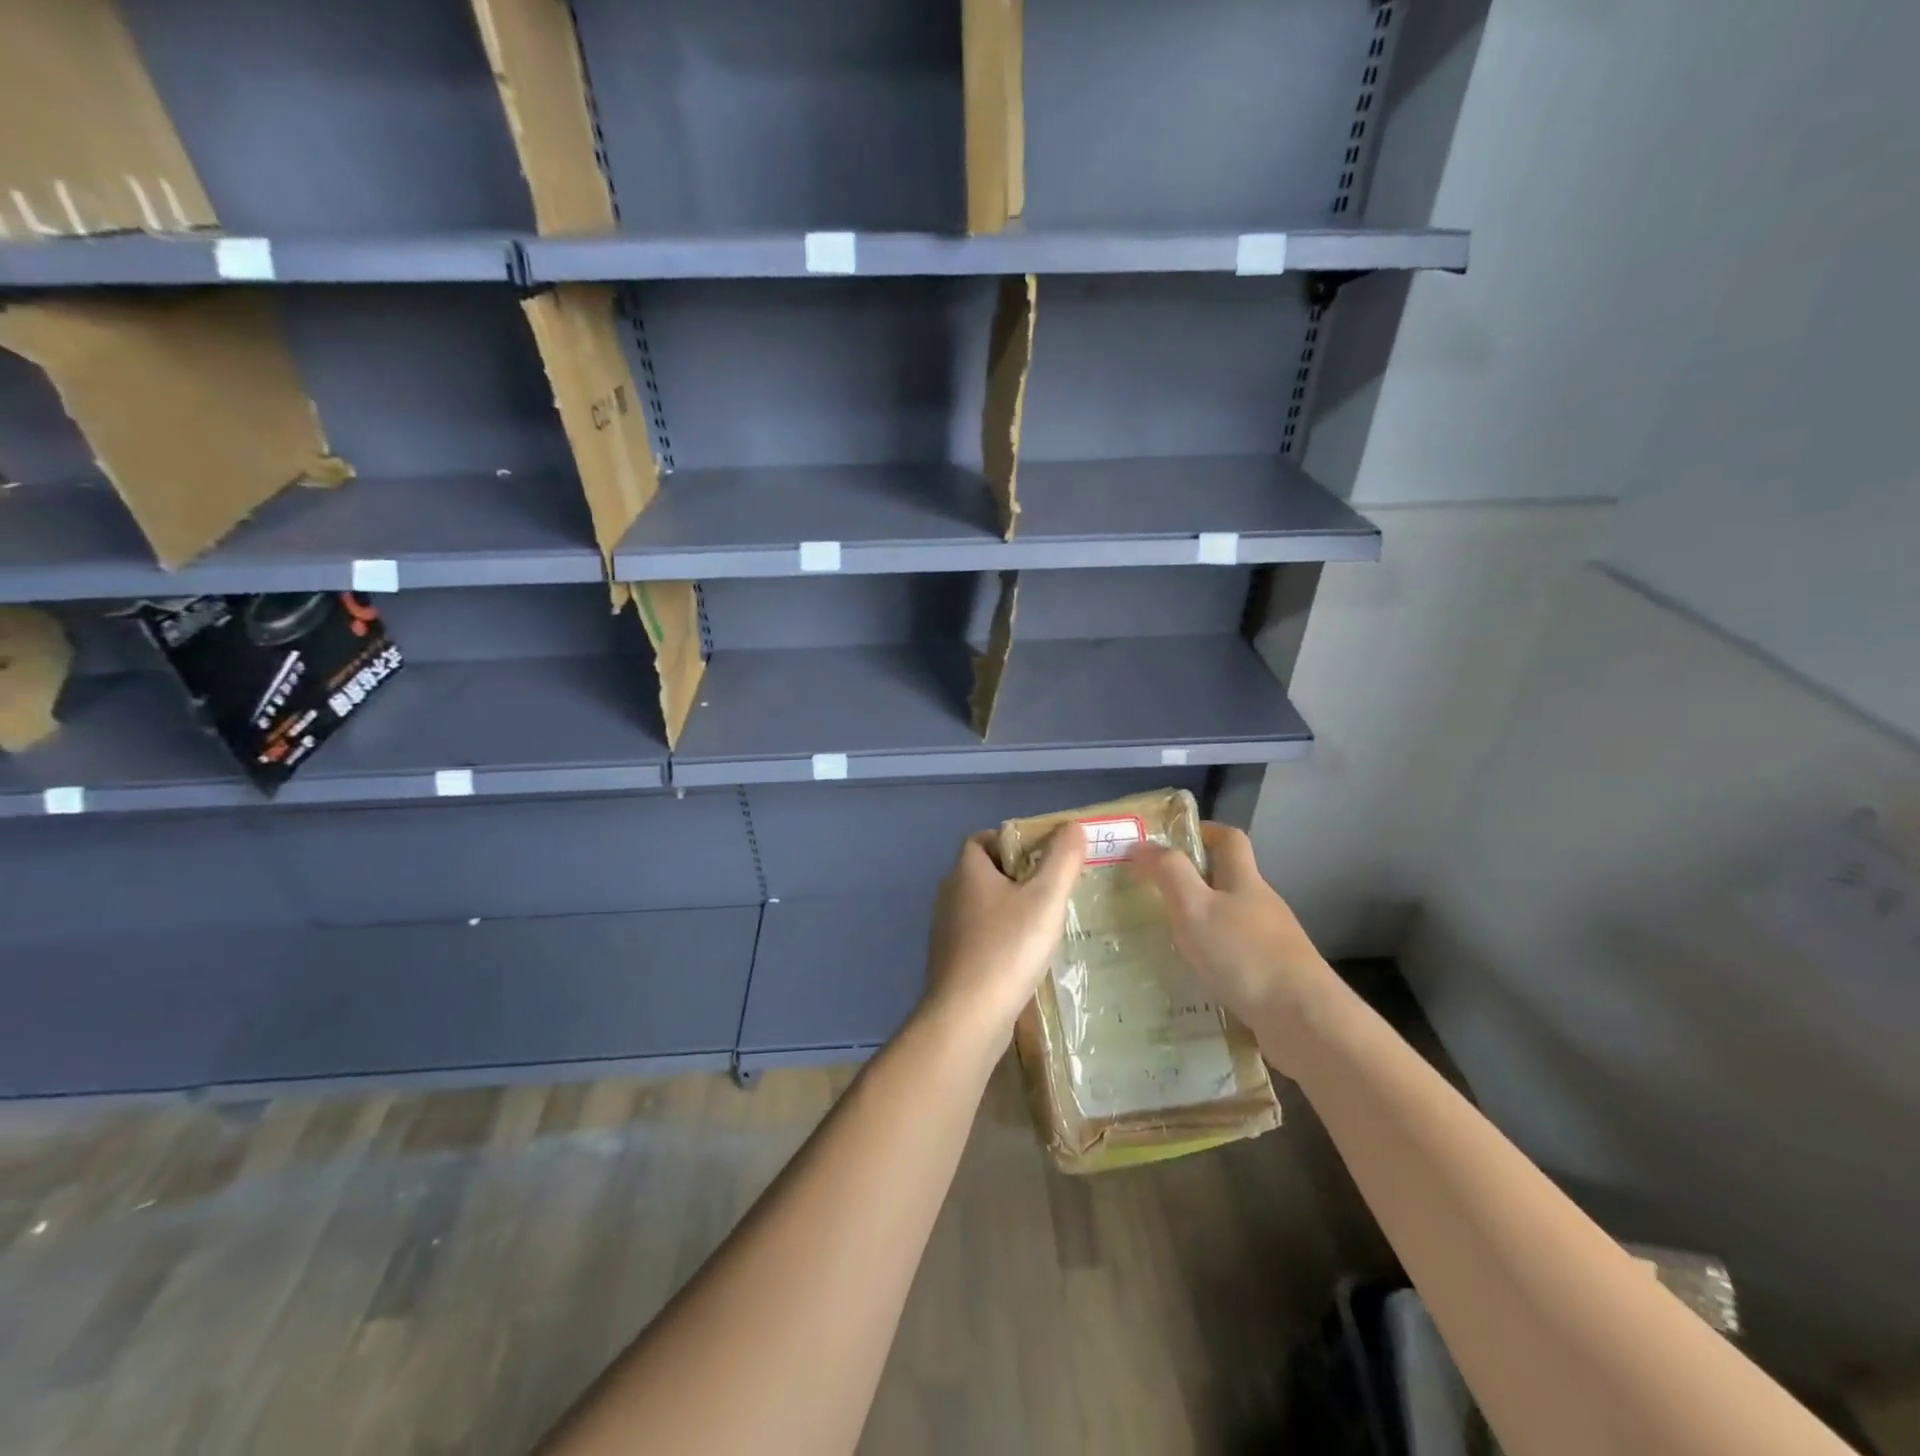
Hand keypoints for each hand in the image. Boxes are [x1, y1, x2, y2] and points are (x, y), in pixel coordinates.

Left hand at [919, 824, 1085, 1060]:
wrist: (967, 1017)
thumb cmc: (1007, 948)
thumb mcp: (1045, 899)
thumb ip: (1062, 860)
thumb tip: (1073, 826)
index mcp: (966, 872)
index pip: (981, 839)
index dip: (1010, 840)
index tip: (1042, 855)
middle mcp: (950, 895)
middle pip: (982, 872)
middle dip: (1015, 876)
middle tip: (1052, 888)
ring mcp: (946, 931)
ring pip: (981, 907)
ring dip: (1008, 909)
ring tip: (1044, 922)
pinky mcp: (951, 962)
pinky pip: (979, 937)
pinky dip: (1000, 938)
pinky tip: (1024, 957)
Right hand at [1128, 823, 1335, 1059]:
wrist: (1304, 1020)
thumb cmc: (1244, 955)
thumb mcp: (1195, 907)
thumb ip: (1169, 873)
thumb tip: (1142, 845)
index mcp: (1245, 881)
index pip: (1230, 839)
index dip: (1203, 831)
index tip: (1170, 840)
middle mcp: (1262, 905)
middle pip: (1229, 880)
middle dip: (1193, 882)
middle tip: (1153, 894)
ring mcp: (1273, 942)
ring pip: (1231, 920)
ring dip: (1202, 923)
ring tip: (1166, 939)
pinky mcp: (1275, 976)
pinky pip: (1237, 956)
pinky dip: (1214, 958)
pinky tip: (1195, 977)